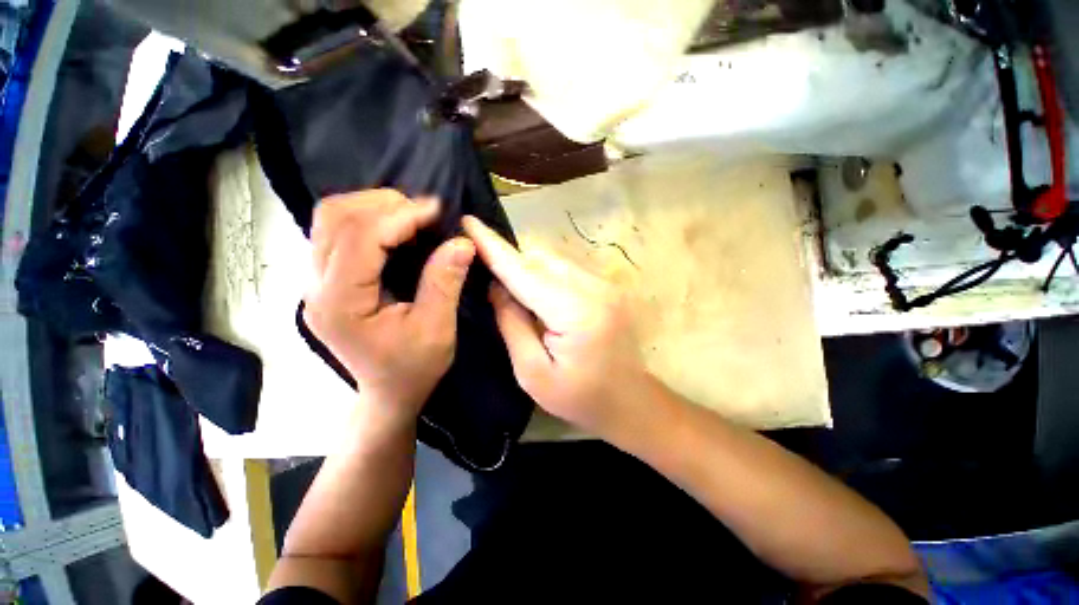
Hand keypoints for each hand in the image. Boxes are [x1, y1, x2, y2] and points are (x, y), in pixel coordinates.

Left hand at [303, 190, 474, 424]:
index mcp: (340, 303)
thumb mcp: (437, 329)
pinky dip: (367, 220)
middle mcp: (315, 286)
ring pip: (330, 220)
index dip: (400, 217)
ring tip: (412, 214)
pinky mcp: (325, 281)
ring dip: (372, 207)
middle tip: (425, 211)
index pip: (361, 239)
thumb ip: (445, 282)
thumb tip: (462, 241)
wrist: (388, 393)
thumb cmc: (413, 368)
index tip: (437, 210)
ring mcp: (315, 282)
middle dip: (383, 204)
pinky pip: (337, 233)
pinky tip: (395, 227)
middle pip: (334, 218)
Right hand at [462, 216, 648, 437]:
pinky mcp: (607, 286)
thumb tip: (497, 287)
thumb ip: (512, 324)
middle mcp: (595, 287)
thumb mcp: (533, 372)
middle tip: (493, 285)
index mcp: (576, 312)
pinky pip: (567, 269)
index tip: (469, 221)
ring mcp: (605, 284)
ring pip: (554, 261)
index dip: (493, 247)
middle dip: (512, 264)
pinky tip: (541, 298)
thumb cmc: (580, 397)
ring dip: (529, 270)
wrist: (630, 401)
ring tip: (517, 296)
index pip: (524, 272)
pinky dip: (547, 275)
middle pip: (541, 259)